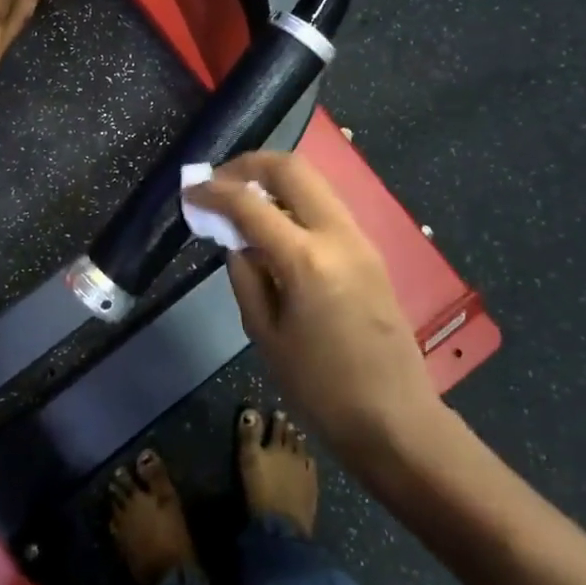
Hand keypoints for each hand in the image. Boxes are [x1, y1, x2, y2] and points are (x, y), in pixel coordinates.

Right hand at [192, 151, 440, 457]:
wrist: (395, 419)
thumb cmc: (320, 389)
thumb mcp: (264, 334)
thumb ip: (246, 276)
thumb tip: (237, 241)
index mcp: (306, 260)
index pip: (250, 205)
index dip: (213, 191)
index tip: (190, 190)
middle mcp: (337, 235)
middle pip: (292, 168)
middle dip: (249, 165)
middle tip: (219, 181)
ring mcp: (360, 239)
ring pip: (313, 182)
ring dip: (274, 180)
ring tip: (243, 201)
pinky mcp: (370, 251)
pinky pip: (326, 206)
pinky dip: (295, 201)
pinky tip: (274, 225)